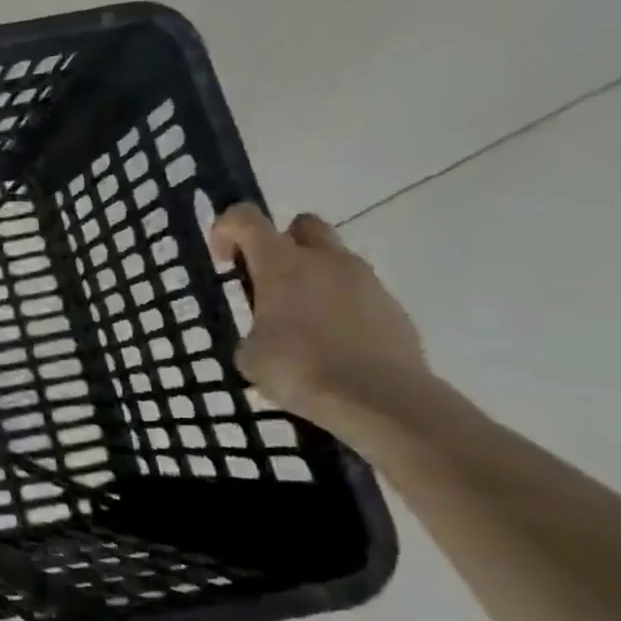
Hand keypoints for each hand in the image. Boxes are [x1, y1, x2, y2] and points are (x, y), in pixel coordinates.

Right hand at [209, 204, 429, 426]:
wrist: (383, 402)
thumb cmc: (300, 369)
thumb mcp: (250, 354)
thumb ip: (254, 330)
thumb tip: (265, 334)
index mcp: (281, 264)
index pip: (246, 218)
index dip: (227, 228)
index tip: (224, 260)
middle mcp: (326, 261)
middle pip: (302, 225)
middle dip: (282, 243)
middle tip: (268, 280)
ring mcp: (367, 283)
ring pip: (335, 261)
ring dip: (315, 278)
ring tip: (302, 322)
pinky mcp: (396, 310)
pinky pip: (361, 294)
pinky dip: (343, 308)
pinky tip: (334, 345)